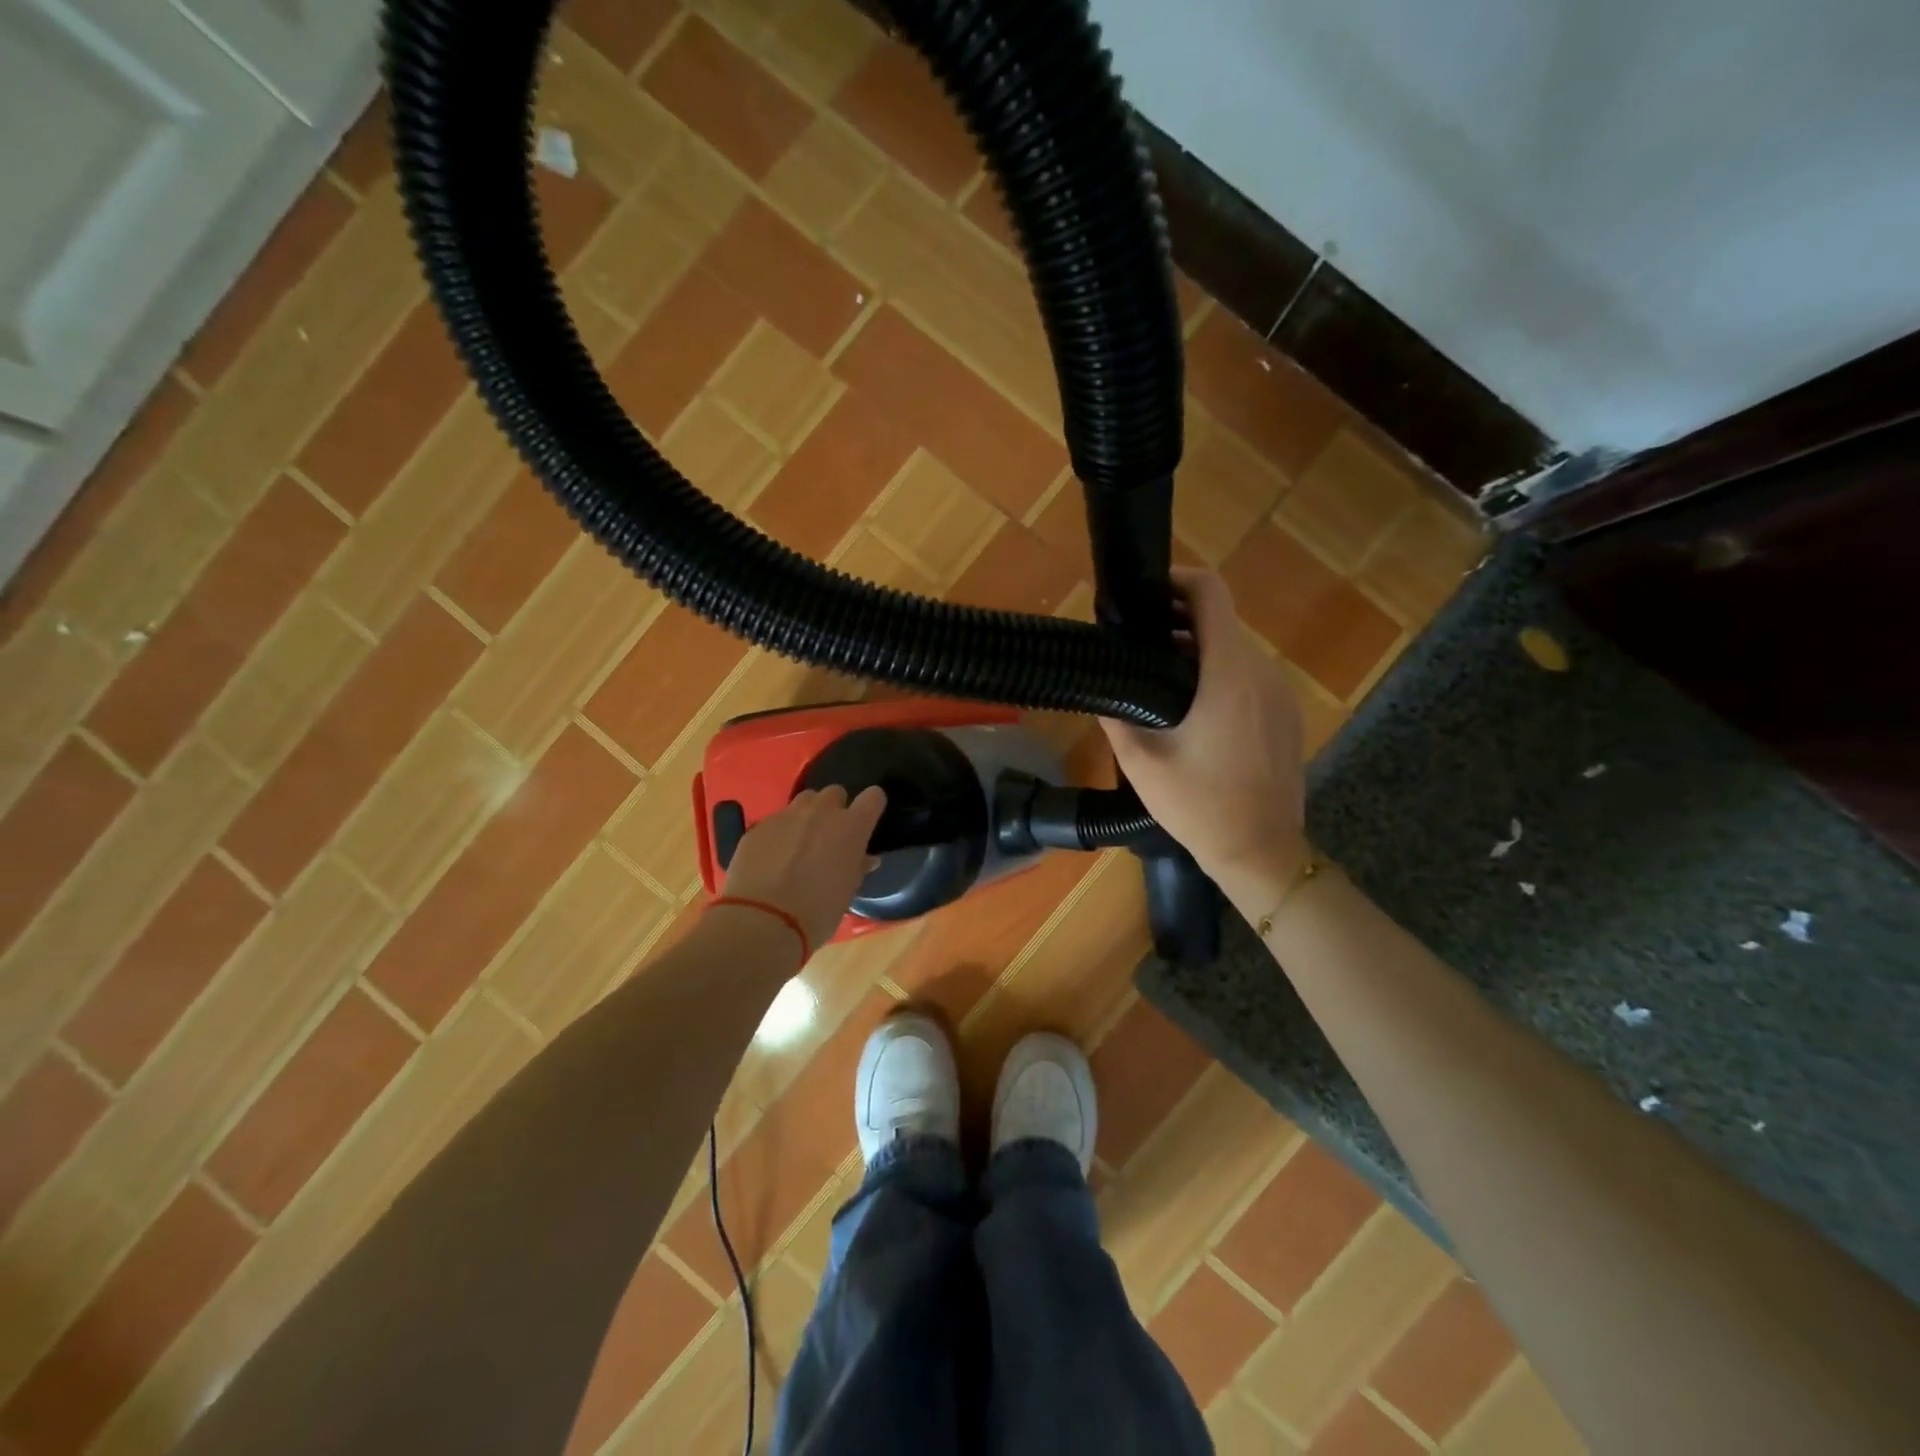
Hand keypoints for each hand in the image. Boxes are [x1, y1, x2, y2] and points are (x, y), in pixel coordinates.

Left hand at [720, 785, 886, 952]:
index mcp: (851, 827)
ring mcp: (786, 815)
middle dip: (835, 809)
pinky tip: (773, 858)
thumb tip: (865, 859)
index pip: (873, 797)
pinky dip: (780, 833)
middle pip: (834, 792)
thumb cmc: (818, 912)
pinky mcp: (758, 826)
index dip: (871, 806)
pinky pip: (776, 820)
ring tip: (800, 842)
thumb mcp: (847, 893)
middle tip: (830, 836)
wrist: (763, 921)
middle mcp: (821, 811)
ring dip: (807, 815)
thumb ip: (857, 867)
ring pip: (804, 801)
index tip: (867, 821)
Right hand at [1102, 569, 1306, 880]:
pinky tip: (1194, 712)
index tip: (1145, 596)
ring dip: (1198, 652)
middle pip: (1221, 621)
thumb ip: (1115, 714)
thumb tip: (1099, 683)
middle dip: (1178, 623)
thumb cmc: (1198, 805)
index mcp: (1228, 673)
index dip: (1177, 581)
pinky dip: (1220, 675)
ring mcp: (1281, 693)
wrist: (1261, 852)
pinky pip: (1250, 676)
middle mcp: (1261, 671)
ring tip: (1159, 681)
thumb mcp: (1141, 761)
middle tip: (1138, 648)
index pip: (1211, 593)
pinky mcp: (1287, 714)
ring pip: (1235, 650)